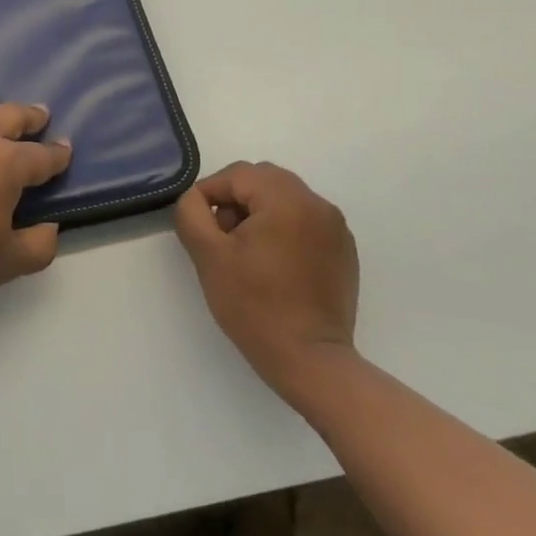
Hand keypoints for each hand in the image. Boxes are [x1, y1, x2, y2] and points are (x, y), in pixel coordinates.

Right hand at [174, 161, 358, 389]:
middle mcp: (317, 204)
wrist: (310, 361)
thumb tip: (196, 198)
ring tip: (246, 251)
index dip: (210, 193)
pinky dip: (284, 228)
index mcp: (287, 199)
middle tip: (222, 237)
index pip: (237, 174)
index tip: (199, 224)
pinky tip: (273, 264)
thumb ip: (192, 213)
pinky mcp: (343, 251)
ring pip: (285, 198)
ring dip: (259, 212)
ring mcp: (335, 228)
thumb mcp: (208, 256)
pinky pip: (305, 220)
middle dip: (236, 199)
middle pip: (264, 180)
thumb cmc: (255, 306)